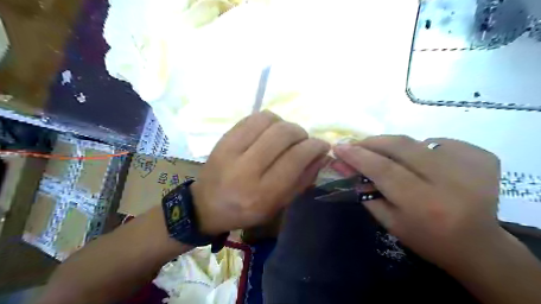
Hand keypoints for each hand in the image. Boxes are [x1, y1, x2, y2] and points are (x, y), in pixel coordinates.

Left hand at [192, 110, 331, 234]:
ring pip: (268, 120)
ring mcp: (231, 150)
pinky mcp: (223, 139)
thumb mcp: (278, 205)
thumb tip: (321, 155)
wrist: (206, 206)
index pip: (296, 158)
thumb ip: (302, 180)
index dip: (315, 147)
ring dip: (285, 124)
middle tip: (303, 141)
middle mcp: (246, 170)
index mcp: (262, 193)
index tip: (322, 145)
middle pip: (283, 134)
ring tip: (285, 136)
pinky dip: (268, 120)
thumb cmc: (246, 211)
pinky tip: (269, 131)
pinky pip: (252, 118)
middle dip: (301, 133)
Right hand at [332, 137, 500, 266]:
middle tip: (357, 144)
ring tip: (390, 159)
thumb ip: (364, 192)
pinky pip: (438, 142)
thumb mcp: (389, 222)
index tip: (338, 147)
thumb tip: (344, 165)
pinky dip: (422, 149)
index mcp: (424, 204)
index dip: (357, 155)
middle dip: (373, 142)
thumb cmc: (427, 239)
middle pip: (401, 146)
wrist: (478, 246)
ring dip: (396, 147)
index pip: (383, 169)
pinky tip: (424, 164)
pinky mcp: (482, 156)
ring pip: (417, 141)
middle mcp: (450, 181)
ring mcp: (471, 165)